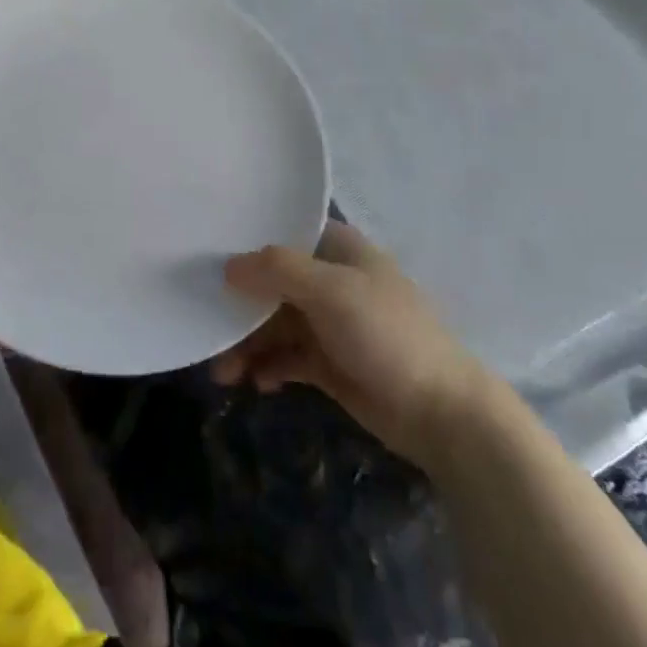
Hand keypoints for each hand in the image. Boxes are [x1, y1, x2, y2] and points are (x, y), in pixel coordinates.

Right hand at [212, 221, 493, 470]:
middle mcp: (329, 280)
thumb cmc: (387, 335)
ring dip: (246, 343)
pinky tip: (255, 382)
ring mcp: (329, 322)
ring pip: (273, 323)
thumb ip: (277, 271)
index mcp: (337, 249)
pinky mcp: (328, 362)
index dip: (244, 241)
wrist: (442, 414)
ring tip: (223, 372)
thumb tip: (228, 266)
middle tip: (203, 325)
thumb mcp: (331, 292)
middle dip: (237, 305)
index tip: (204, 253)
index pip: (282, 232)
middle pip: (269, 282)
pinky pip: (285, 357)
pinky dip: (267, 366)